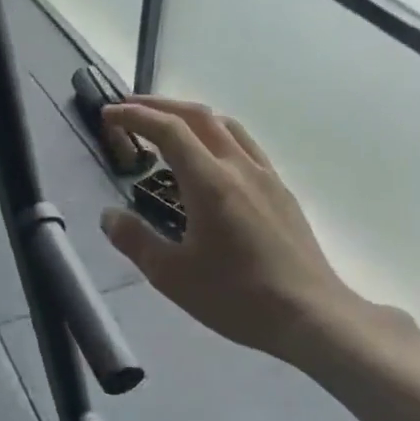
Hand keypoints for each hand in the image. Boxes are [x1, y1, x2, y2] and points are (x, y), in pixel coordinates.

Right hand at [100, 98, 383, 373]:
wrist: (311, 315)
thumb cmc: (236, 297)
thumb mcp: (172, 276)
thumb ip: (135, 240)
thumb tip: (109, 216)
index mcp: (210, 183)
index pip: (169, 131)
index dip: (135, 116)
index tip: (109, 114)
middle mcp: (239, 168)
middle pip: (199, 116)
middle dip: (160, 105)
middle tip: (128, 108)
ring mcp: (265, 177)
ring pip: (226, 126)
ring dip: (190, 115)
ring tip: (166, 124)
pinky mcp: (281, 192)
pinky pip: (244, 146)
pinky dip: (215, 135)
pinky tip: (209, 158)